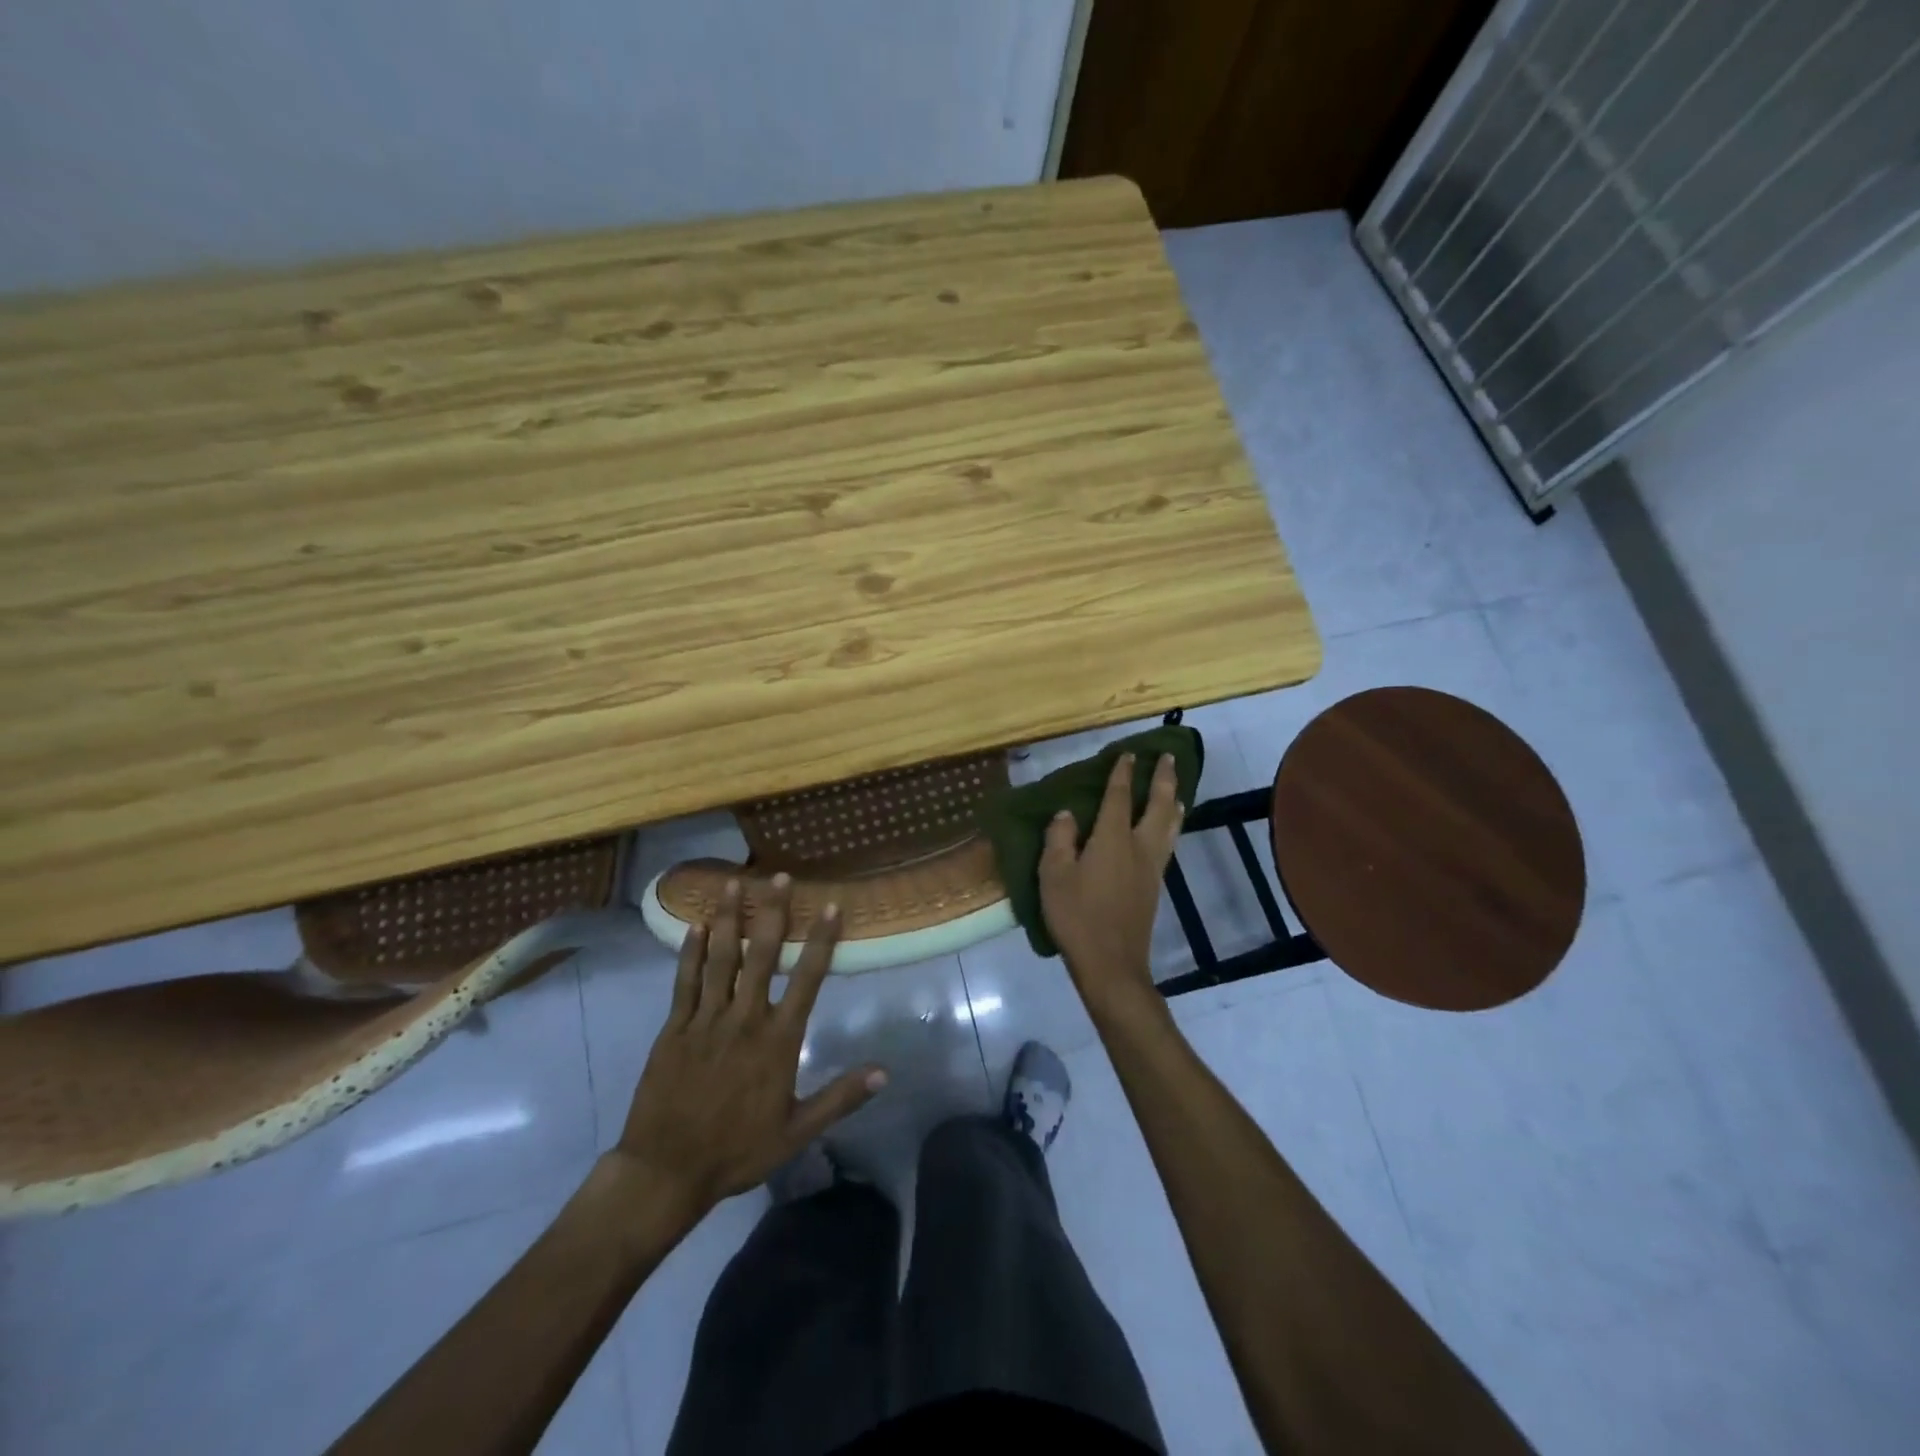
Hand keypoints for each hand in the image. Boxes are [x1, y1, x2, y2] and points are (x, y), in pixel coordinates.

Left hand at [614, 877, 885, 1219]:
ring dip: (729, 919)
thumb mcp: (797, 1131)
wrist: (666, 1172)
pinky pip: (684, 982)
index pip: (807, 979)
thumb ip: (840, 1098)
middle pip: (761, 956)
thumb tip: (884, 1072)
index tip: (830, 906)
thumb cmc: (737, 1151)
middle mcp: (744, 1019)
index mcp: (778, 1040)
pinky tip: (697, 925)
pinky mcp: (674, 1028)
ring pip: (721, 959)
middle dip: (772, 913)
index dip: (820, 940)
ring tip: (733, 883)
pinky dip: (691, 952)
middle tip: (778, 875)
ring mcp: (706, 1020)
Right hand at [1039, 752, 1182, 1012]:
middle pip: (1158, 805)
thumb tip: (1067, 814)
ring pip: (1170, 825)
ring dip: (1173, 802)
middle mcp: (1138, 846)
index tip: (1128, 753)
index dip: (1123, 773)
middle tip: (1168, 757)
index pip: (1119, 797)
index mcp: (1112, 839)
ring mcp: (1151, 867)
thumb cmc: (1077, 917)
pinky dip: (1172, 826)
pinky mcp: (1155, 886)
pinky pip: (1168, 843)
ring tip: (1177, 789)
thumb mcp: (1053, 875)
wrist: (1111, 963)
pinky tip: (1168, 829)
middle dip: (1163, 779)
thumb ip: (1059, 839)